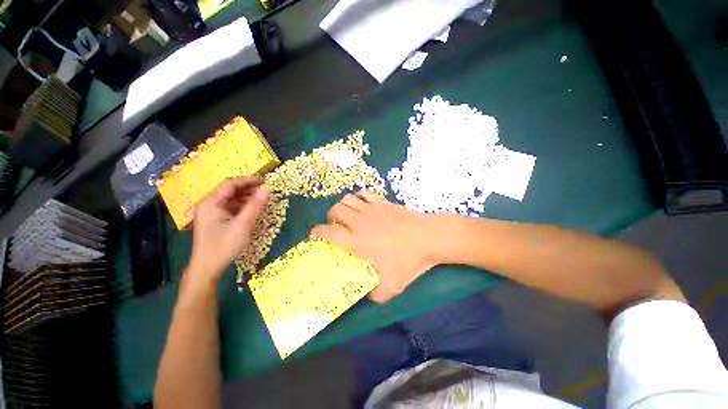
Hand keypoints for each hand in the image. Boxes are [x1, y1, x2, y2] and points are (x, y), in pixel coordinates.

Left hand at [187, 176, 268, 283]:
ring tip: (262, 199)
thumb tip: (267, 188)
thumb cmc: (224, 245)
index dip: (248, 180)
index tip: (265, 180)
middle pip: (230, 191)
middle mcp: (208, 205)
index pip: (231, 184)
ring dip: (246, 198)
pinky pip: (230, 208)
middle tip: (265, 190)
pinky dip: (242, 207)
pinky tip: (252, 210)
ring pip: (231, 200)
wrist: (207, 268)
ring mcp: (211, 213)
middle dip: (248, 189)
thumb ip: (255, 205)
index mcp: (211, 202)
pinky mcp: (215, 221)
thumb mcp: (243, 224)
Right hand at [312, 191, 439, 302]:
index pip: (328, 232)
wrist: (428, 237)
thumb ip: (374, 295)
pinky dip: (358, 196)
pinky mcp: (382, 202)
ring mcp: (371, 209)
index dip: (317, 232)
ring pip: (348, 199)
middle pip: (335, 210)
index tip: (315, 234)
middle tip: (335, 225)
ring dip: (342, 205)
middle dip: (330, 217)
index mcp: (357, 241)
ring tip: (347, 214)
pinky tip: (362, 204)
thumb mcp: (391, 286)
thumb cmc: (408, 260)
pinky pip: (364, 193)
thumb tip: (367, 295)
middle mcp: (359, 222)